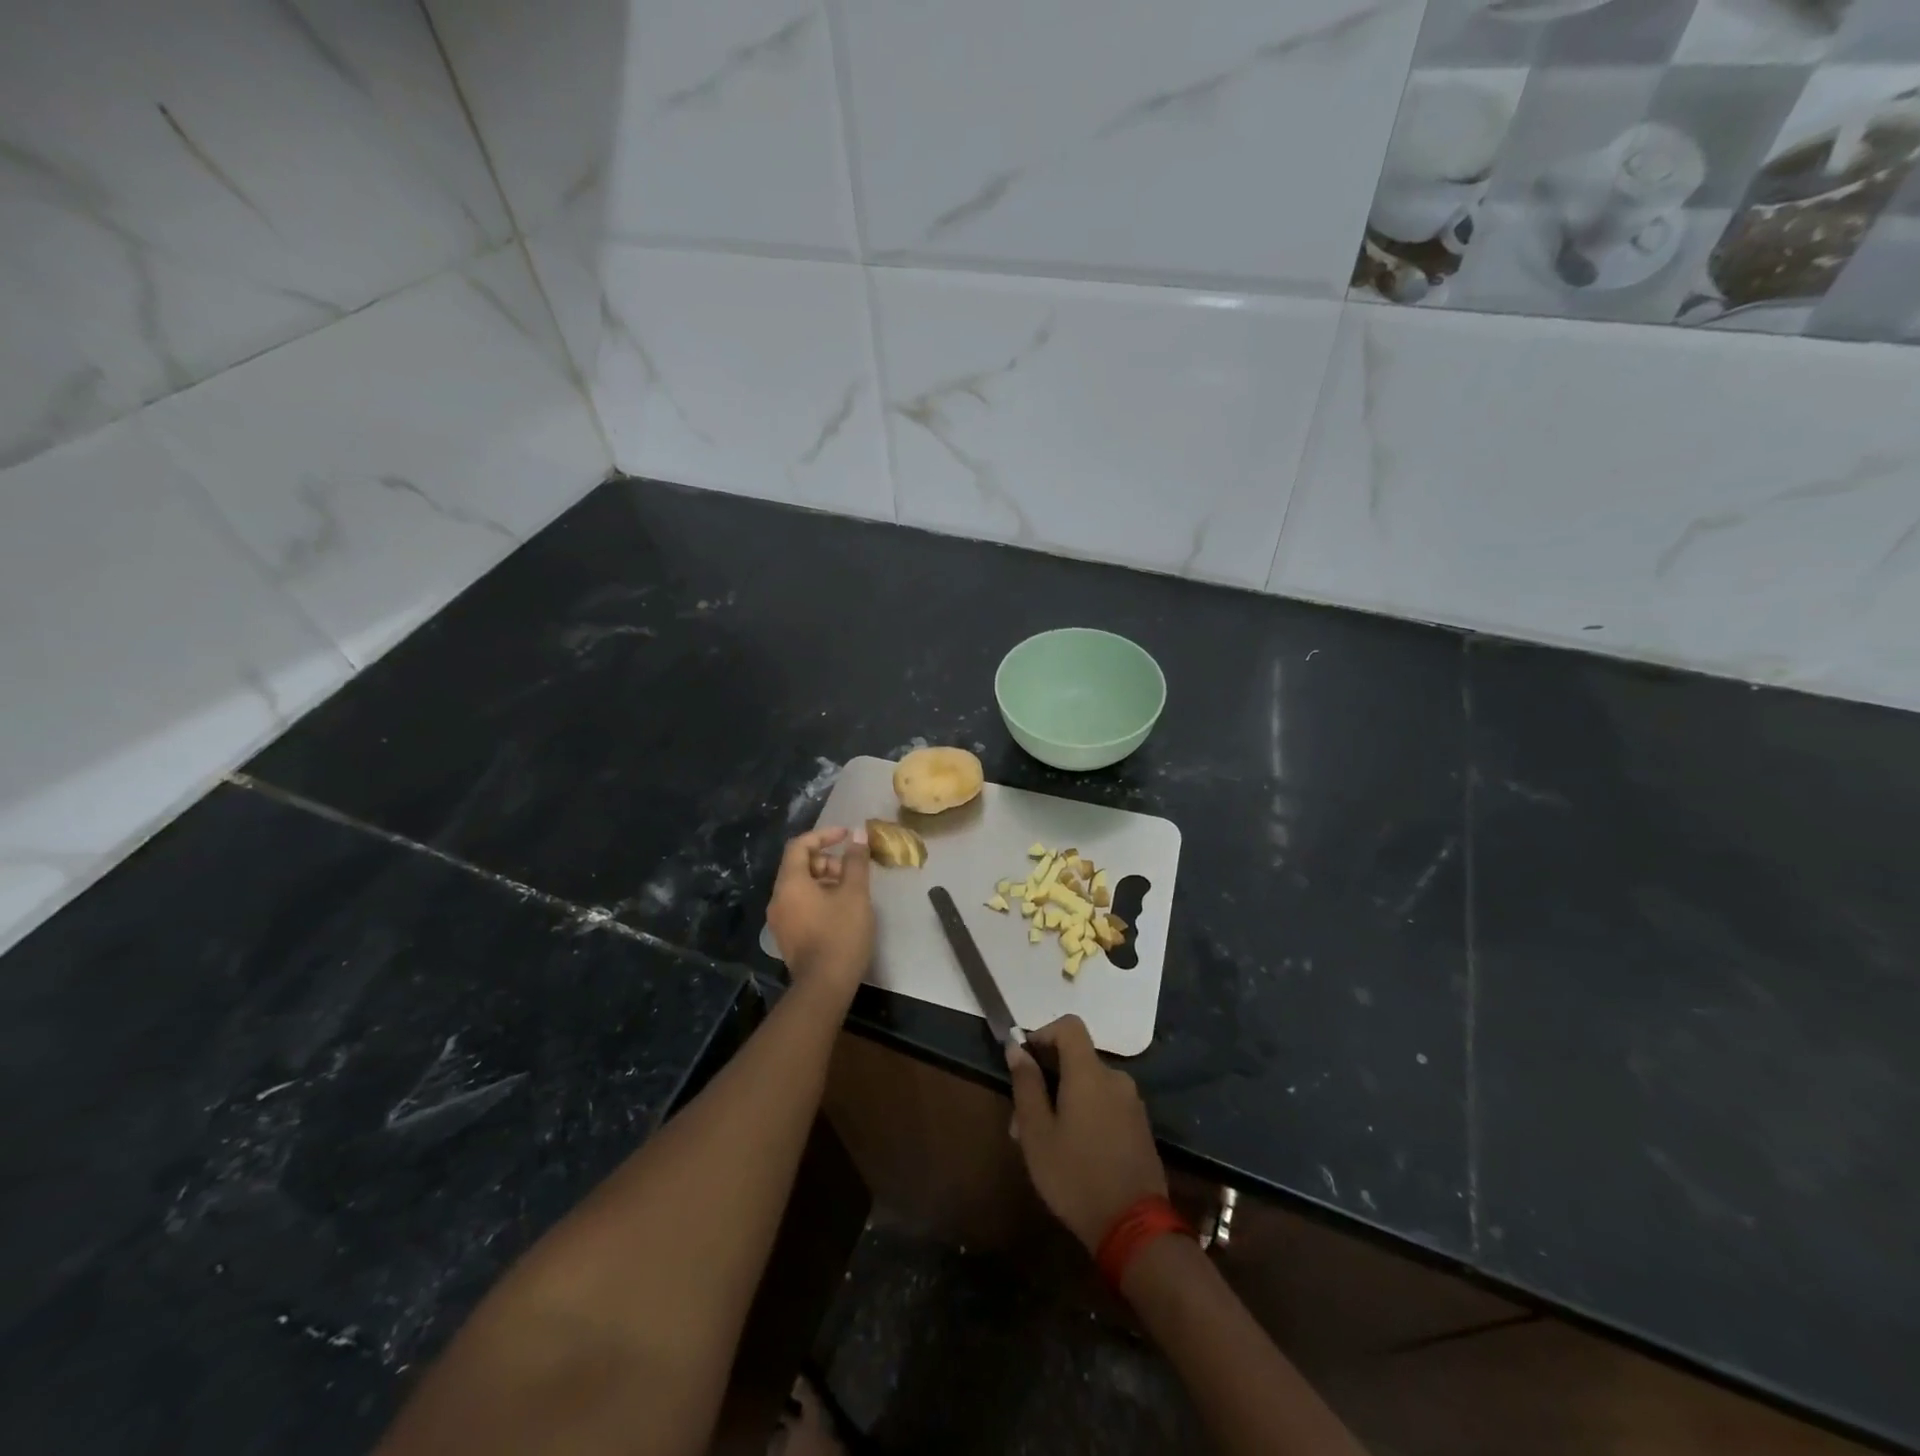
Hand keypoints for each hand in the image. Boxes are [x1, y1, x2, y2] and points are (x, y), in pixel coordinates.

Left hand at [766, 826, 873, 1001]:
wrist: (824, 986)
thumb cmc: (841, 934)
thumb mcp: (855, 893)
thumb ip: (856, 861)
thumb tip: (858, 834)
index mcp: (790, 883)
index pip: (799, 845)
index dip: (824, 835)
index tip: (847, 835)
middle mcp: (778, 898)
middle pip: (799, 866)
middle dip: (827, 861)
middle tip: (853, 871)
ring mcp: (780, 920)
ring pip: (800, 887)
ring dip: (825, 880)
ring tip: (851, 892)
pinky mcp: (787, 936)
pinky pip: (800, 905)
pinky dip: (819, 898)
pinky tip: (841, 911)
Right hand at [1006, 1015, 1166, 1252]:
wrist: (1135, 1228)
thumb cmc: (1076, 1176)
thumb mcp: (1037, 1133)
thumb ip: (1026, 1085)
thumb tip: (1016, 1048)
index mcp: (1090, 1073)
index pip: (1069, 1025)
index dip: (1043, 1033)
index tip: (1024, 1059)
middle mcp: (1115, 1078)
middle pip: (1077, 1058)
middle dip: (1048, 1077)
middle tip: (1024, 1117)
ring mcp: (1132, 1103)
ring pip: (1090, 1085)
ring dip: (1064, 1099)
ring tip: (1043, 1141)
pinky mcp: (1140, 1126)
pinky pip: (1106, 1104)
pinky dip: (1086, 1113)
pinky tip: (1072, 1151)